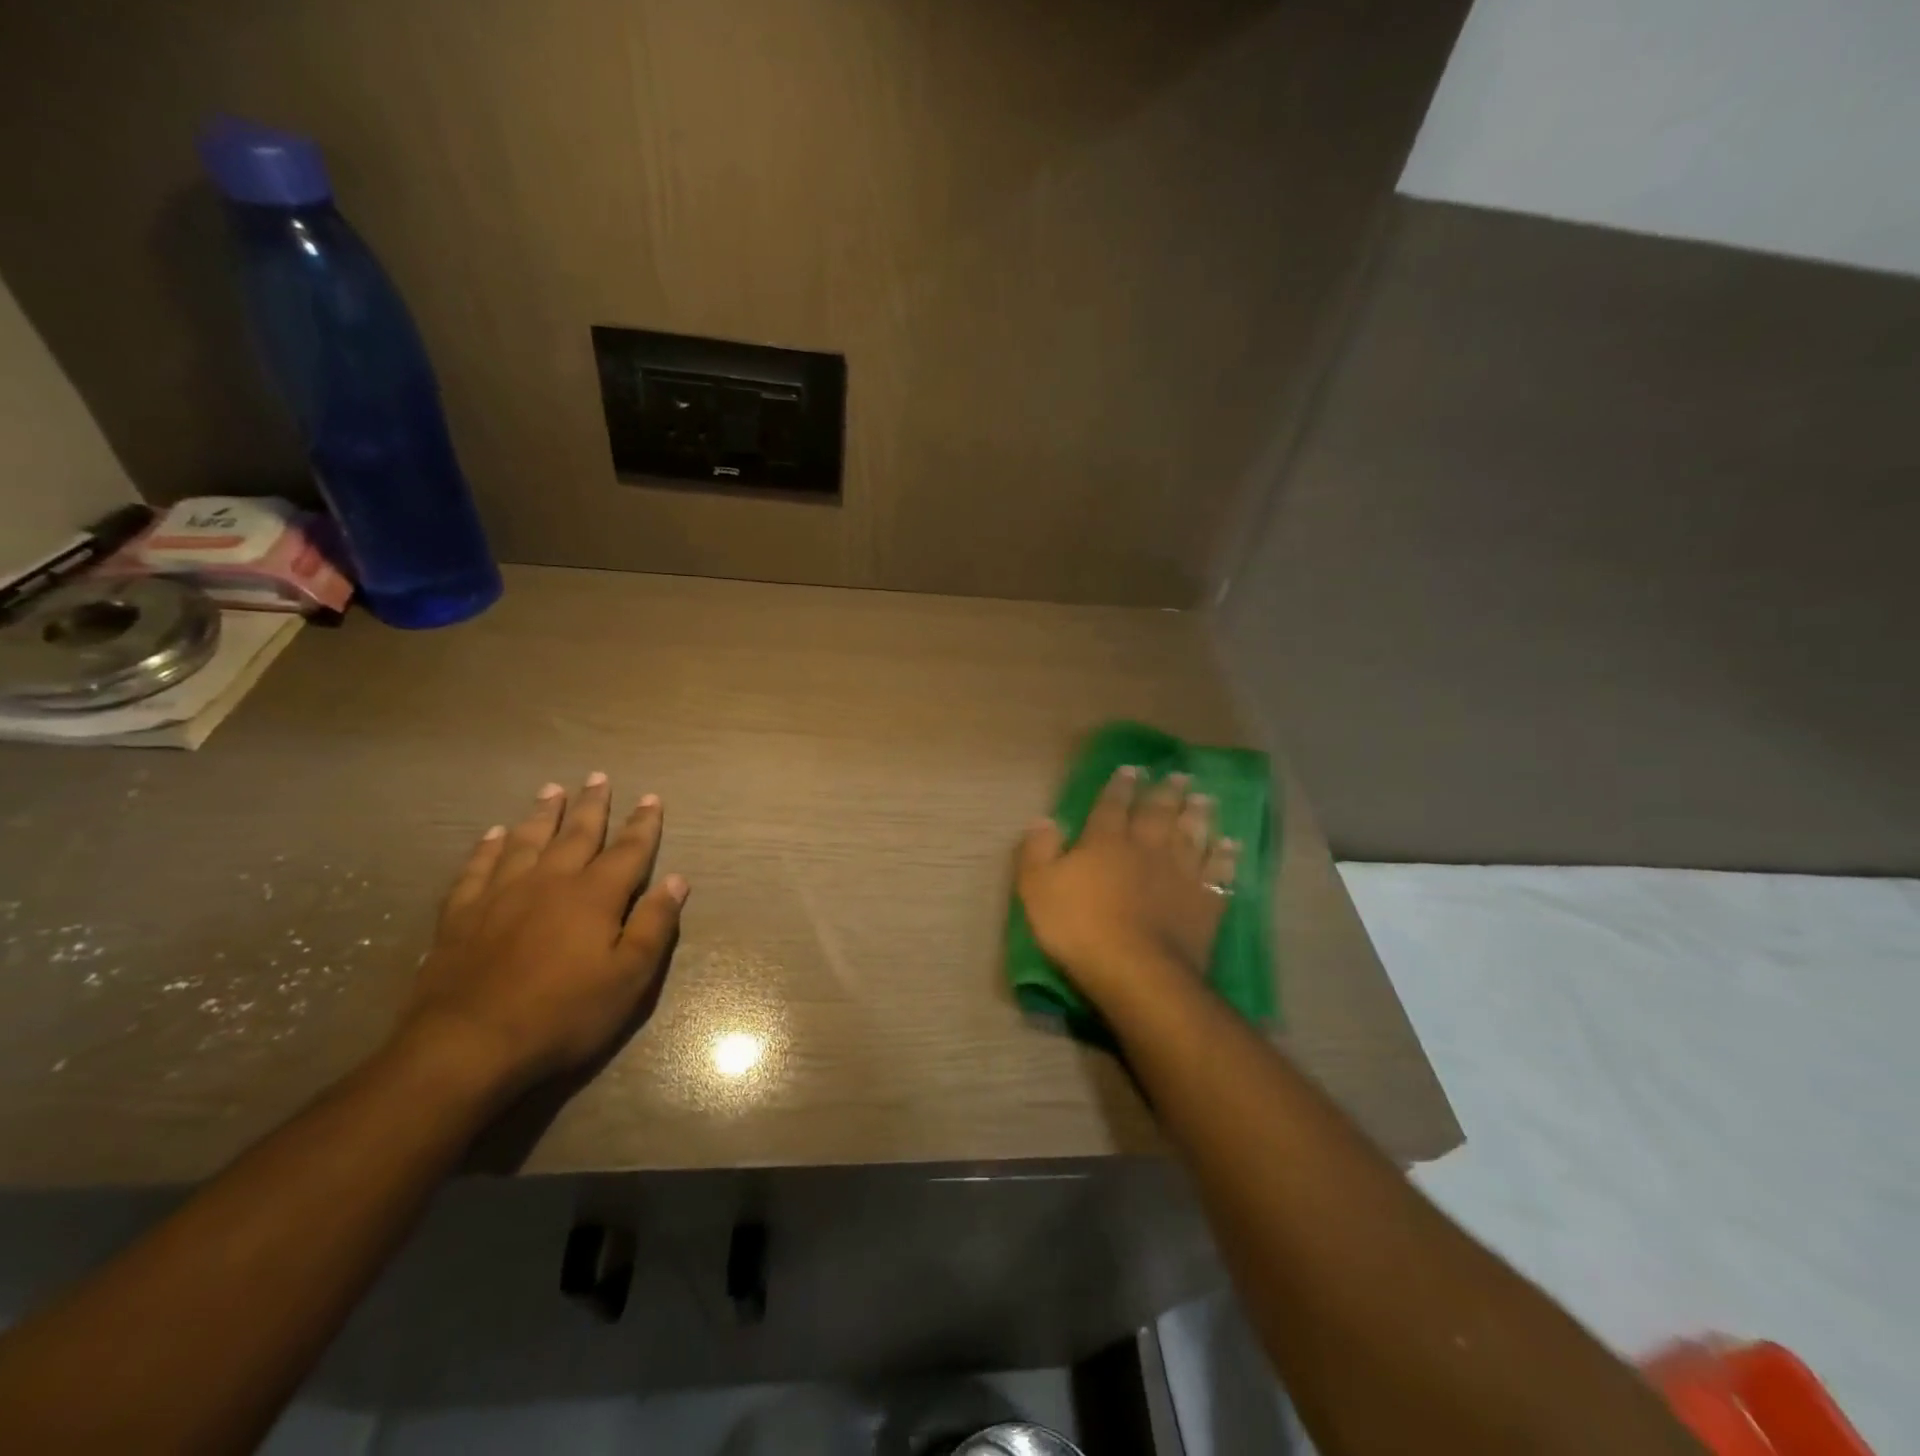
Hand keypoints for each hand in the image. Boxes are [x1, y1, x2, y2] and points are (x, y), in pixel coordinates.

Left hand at [394, 774, 688, 1097]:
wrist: (467, 1046)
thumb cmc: (562, 1015)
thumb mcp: (628, 978)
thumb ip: (654, 925)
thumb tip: (677, 880)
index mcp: (595, 896)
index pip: (628, 850)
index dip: (643, 824)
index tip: (652, 798)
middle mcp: (550, 882)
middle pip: (577, 834)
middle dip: (592, 805)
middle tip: (597, 777)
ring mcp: (501, 895)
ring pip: (527, 841)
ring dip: (543, 814)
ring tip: (552, 790)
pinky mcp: (461, 915)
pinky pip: (477, 868)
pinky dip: (488, 848)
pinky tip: (493, 835)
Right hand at [1016, 766, 1238, 1003]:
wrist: (1137, 971)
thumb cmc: (1079, 927)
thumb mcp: (1037, 888)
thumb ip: (1037, 851)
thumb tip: (1044, 819)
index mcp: (1105, 842)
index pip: (1112, 805)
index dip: (1120, 786)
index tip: (1131, 769)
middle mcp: (1146, 848)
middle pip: (1158, 813)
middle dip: (1166, 792)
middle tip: (1179, 775)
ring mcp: (1180, 874)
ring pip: (1192, 835)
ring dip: (1199, 816)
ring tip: (1205, 799)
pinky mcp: (1205, 903)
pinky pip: (1219, 873)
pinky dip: (1226, 857)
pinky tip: (1231, 846)